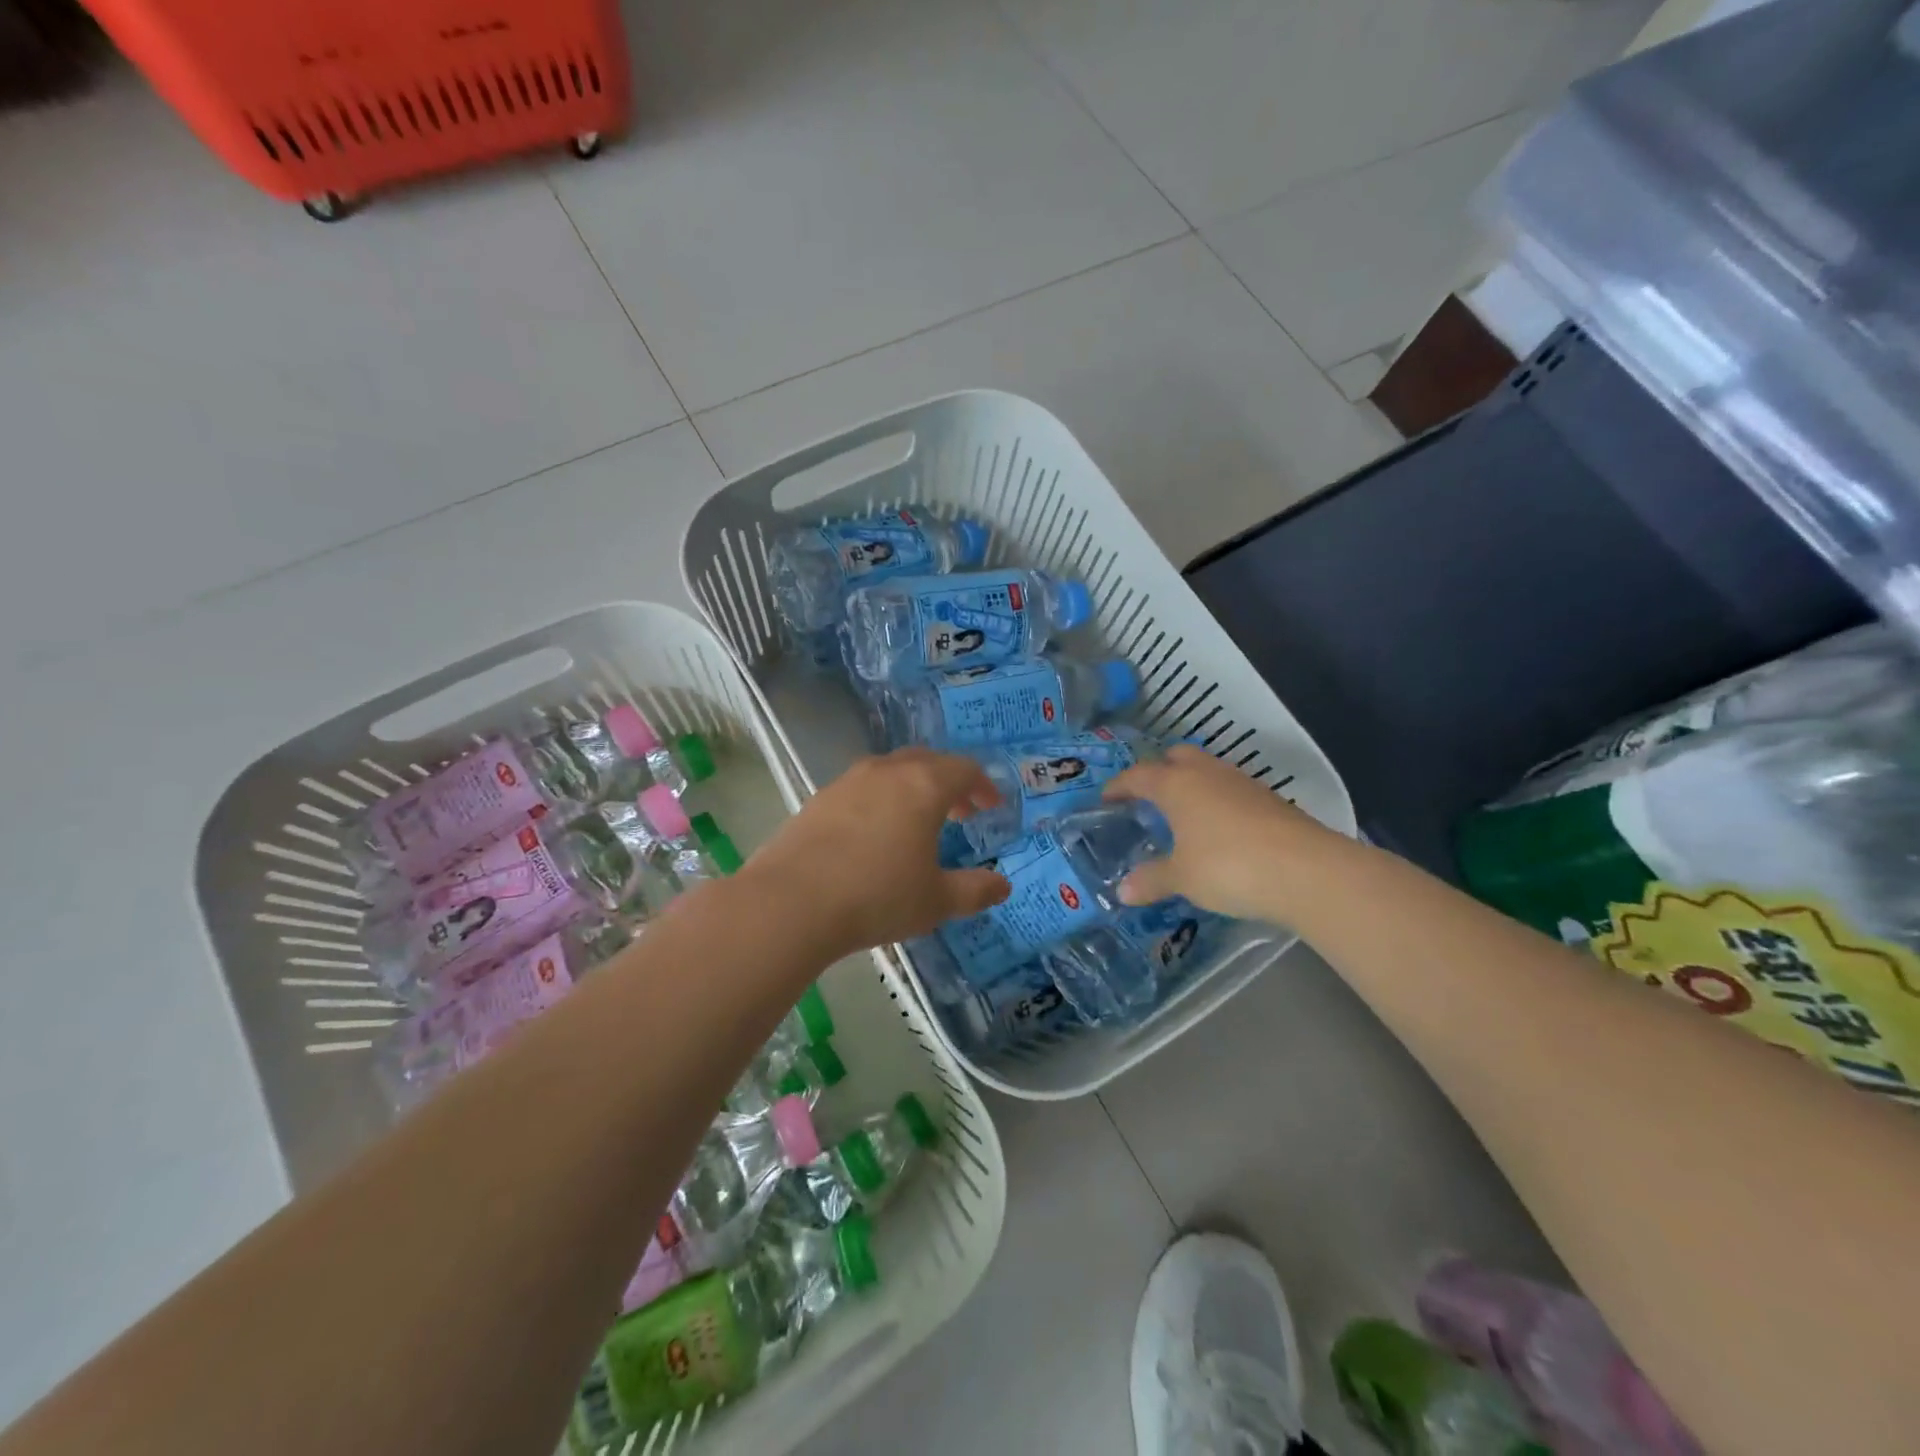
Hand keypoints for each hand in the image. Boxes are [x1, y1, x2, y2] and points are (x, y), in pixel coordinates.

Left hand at [740, 748, 1011, 957]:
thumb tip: (1002, 886)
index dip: (983, 786)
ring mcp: (848, 782)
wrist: (792, 902)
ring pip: (890, 771)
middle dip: (949, 782)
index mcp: (924, 786)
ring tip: (916, 823)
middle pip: (927, 761)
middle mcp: (887, 772)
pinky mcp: (818, 799)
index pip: (964, 769)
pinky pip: (861, 788)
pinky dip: (880, 800)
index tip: (991, 807)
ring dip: (912, 788)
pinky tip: (873, 835)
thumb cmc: (877, 897)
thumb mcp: (936, 901)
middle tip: (960, 812)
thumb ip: (974, 891)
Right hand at [1103, 745, 1337, 921]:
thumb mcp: (1182, 878)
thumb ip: (1151, 880)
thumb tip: (1122, 892)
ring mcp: (1242, 783)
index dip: (1119, 786)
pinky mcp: (1269, 799)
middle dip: (1159, 771)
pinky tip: (1218, 830)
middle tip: (1148, 798)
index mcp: (1177, 785)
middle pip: (1177, 757)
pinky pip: (1230, 790)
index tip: (1106, 798)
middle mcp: (1207, 774)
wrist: (1306, 871)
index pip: (1138, 775)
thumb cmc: (1228, 866)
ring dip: (1191, 786)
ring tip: (1182, 815)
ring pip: (1208, 771)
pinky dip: (1217, 802)